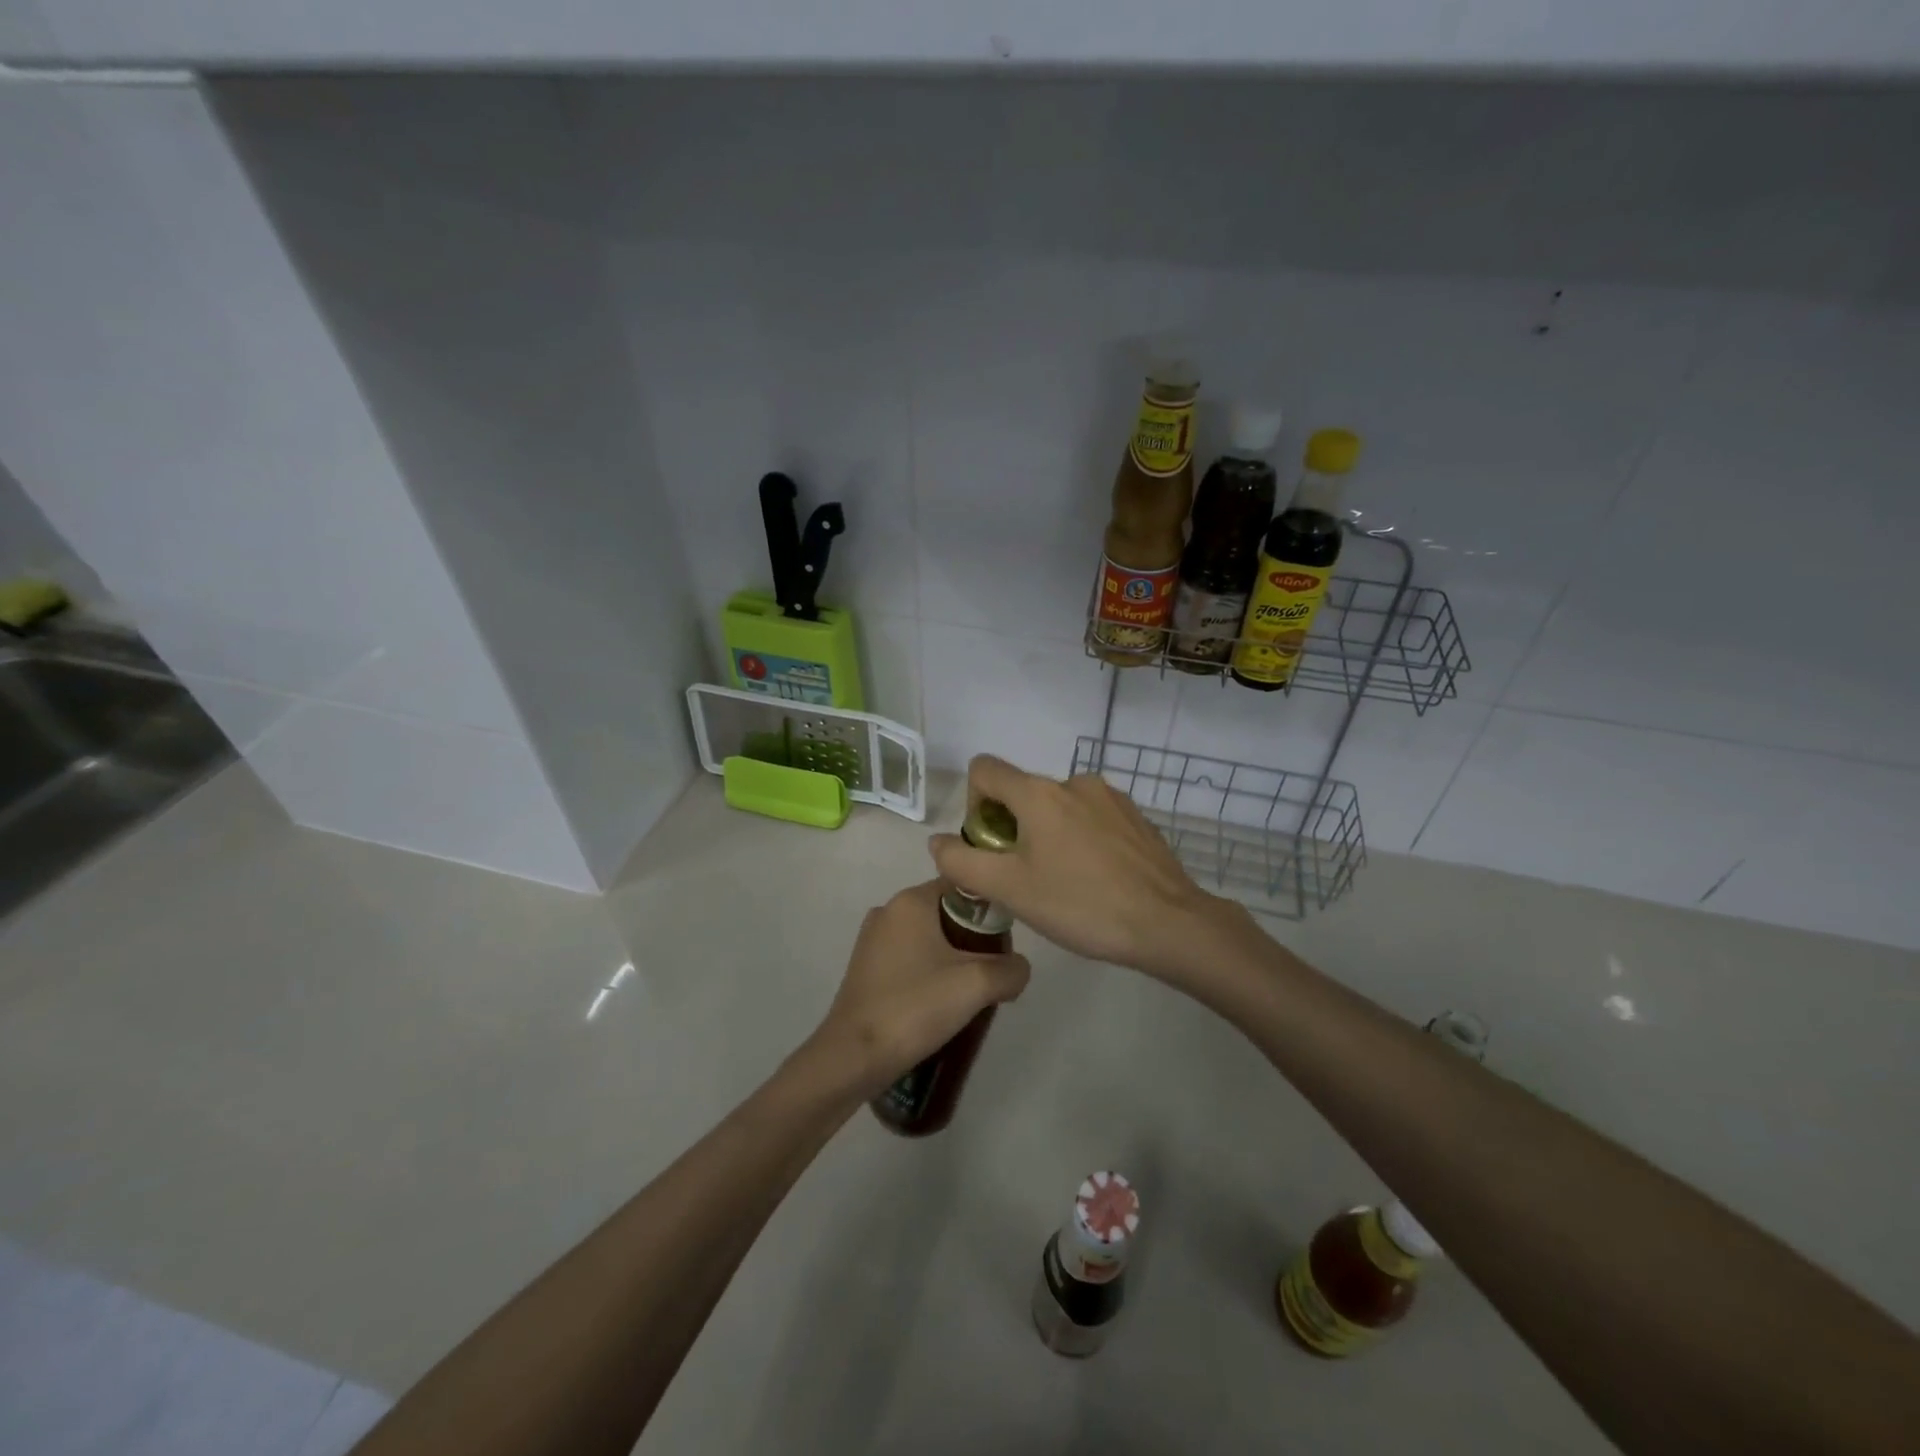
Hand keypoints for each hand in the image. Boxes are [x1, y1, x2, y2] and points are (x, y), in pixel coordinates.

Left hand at [808, 880, 1030, 1100]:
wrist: (853, 1057)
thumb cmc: (914, 1007)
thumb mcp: (976, 985)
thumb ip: (1010, 969)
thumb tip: (1018, 969)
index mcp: (911, 900)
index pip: (963, 886)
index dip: (991, 910)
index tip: (1005, 941)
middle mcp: (889, 910)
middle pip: (947, 913)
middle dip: (974, 940)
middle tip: (993, 974)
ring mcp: (873, 940)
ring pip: (929, 939)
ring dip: (953, 960)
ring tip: (970, 994)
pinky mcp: (866, 968)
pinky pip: (910, 959)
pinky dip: (930, 974)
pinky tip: (941, 1005)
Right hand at [928, 755, 1247, 983]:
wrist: (1169, 923)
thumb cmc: (1081, 904)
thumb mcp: (1010, 890)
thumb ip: (963, 862)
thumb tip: (937, 842)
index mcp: (1039, 793)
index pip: (984, 770)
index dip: (972, 804)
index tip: (989, 847)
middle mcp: (1074, 782)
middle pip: (1021, 791)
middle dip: (1011, 828)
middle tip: (1025, 877)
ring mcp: (1110, 796)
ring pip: (1057, 806)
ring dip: (1047, 834)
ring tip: (1064, 882)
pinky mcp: (1135, 816)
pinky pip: (1090, 817)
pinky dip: (1080, 838)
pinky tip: (1095, 878)